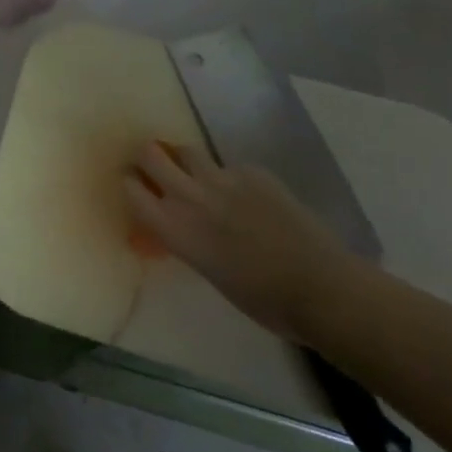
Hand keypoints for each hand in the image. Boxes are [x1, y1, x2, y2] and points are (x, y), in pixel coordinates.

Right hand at [124, 141, 353, 341]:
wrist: (320, 287)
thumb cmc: (261, 299)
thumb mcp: (207, 270)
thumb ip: (185, 239)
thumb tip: (179, 227)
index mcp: (173, 228)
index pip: (131, 189)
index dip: (130, 184)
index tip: (135, 186)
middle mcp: (189, 196)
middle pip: (151, 154)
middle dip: (149, 158)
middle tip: (157, 169)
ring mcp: (223, 179)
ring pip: (189, 152)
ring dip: (187, 161)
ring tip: (199, 176)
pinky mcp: (253, 172)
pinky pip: (230, 166)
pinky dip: (230, 177)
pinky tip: (248, 197)